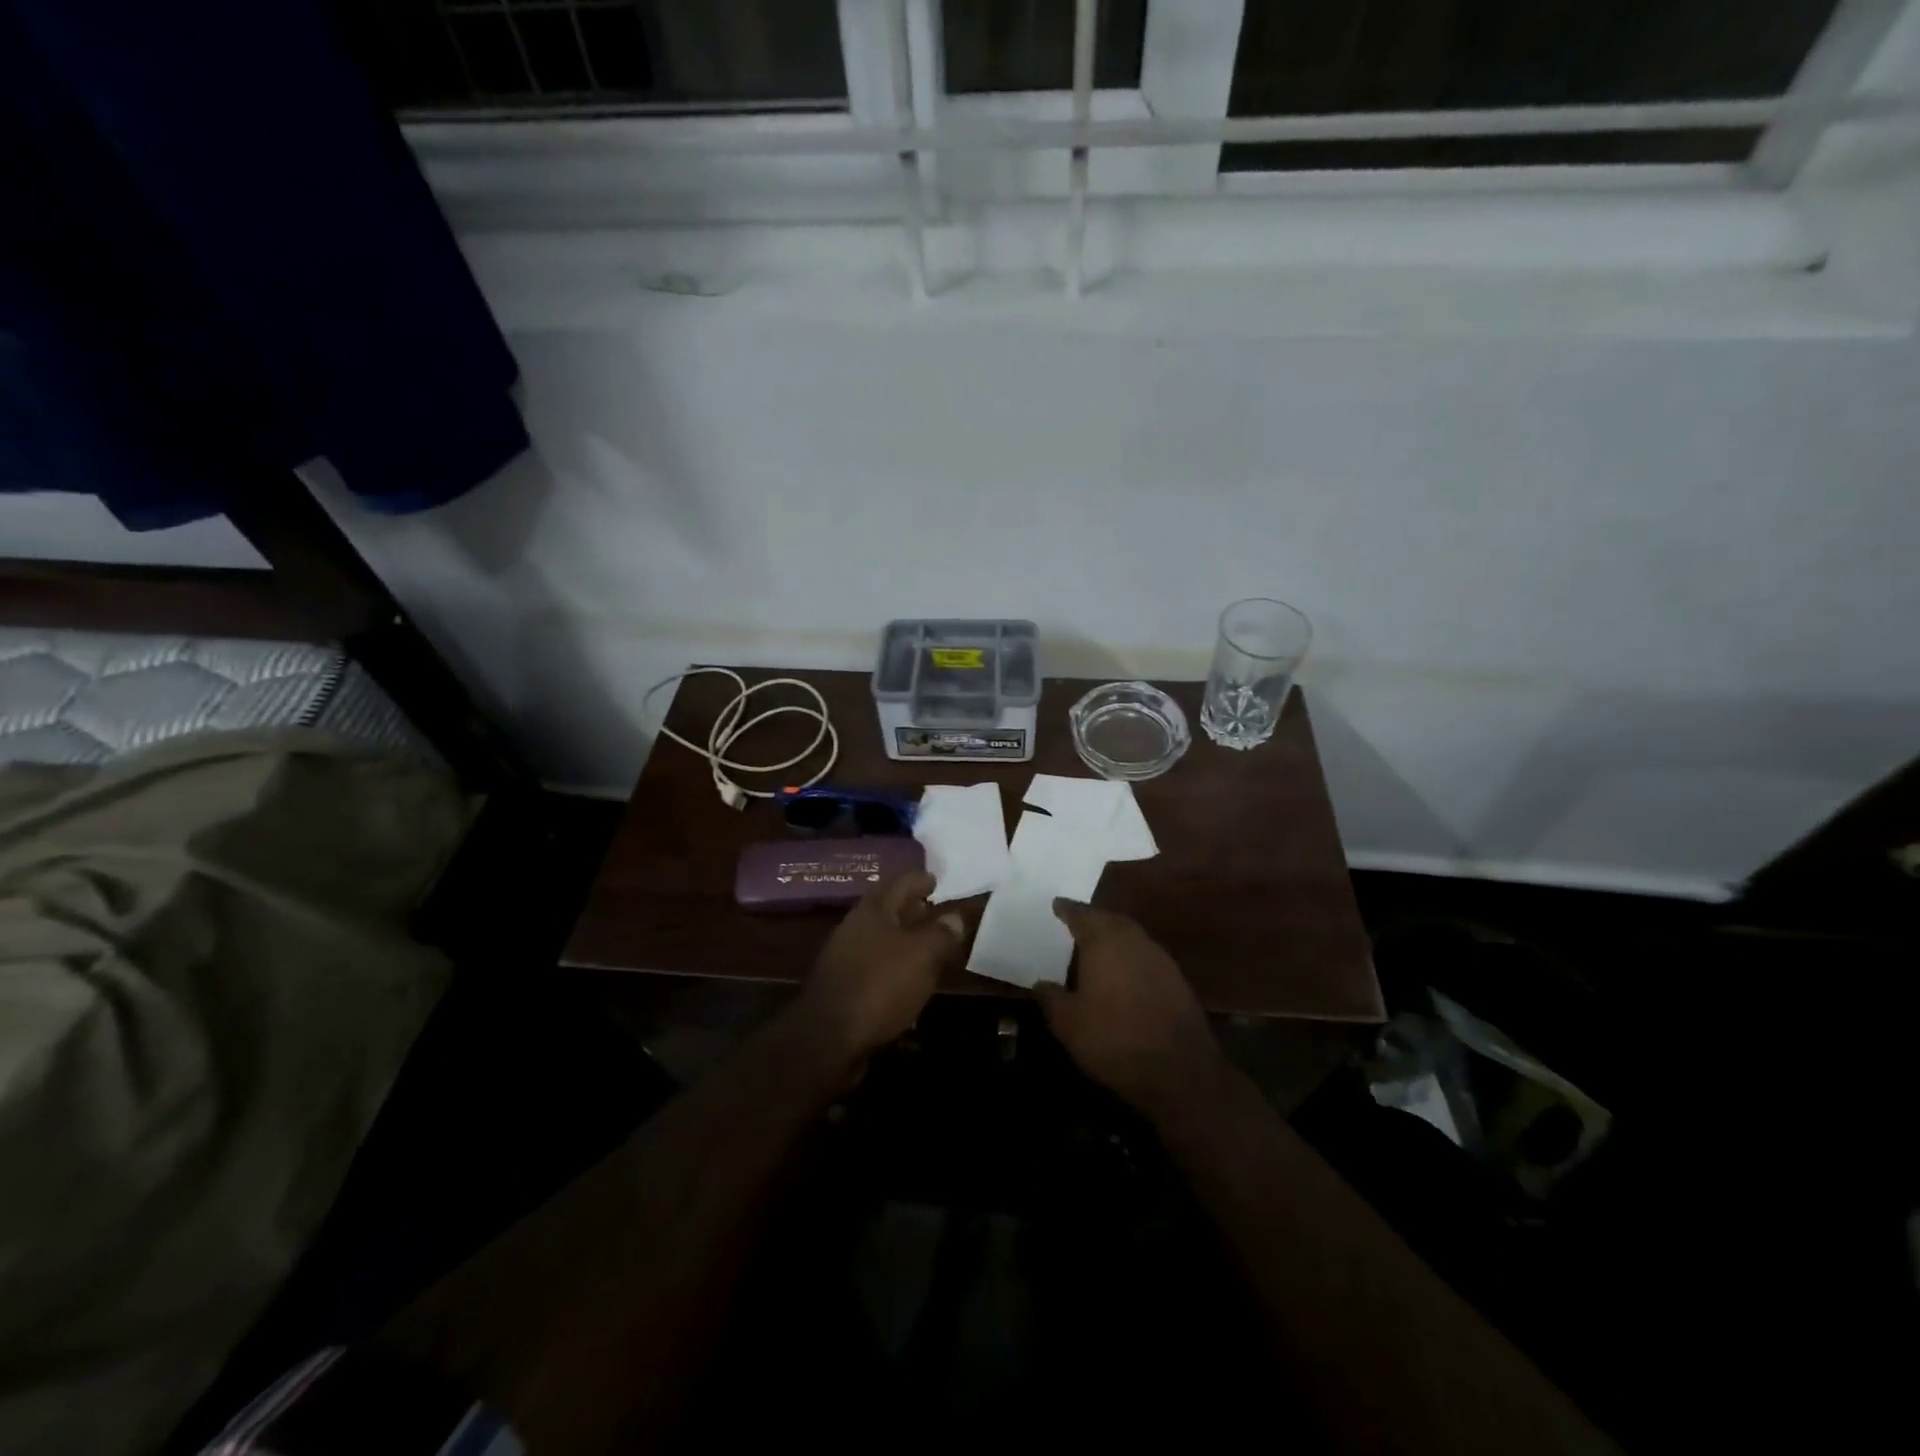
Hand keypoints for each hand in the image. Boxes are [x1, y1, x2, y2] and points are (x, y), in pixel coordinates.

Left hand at [798, 871, 964, 1062]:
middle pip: (890, 910)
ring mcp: (846, 958)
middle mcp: (856, 927)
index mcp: (874, 909)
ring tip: (930, 950)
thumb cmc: (880, 985)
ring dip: (906, 942)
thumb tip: (955, 917)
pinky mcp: (844, 988)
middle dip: (914, 911)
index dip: (921, 879)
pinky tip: (910, 983)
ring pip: (883, 940)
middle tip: (938, 915)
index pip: (902, 881)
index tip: (936, 880)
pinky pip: (876, 968)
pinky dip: (895, 969)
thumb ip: (942, 933)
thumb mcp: (922, 955)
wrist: (828, 1039)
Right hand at [1036, 900, 1226, 1121]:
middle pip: (1111, 920)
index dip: (1067, 909)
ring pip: (1132, 937)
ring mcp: (1160, 959)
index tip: (1057, 904)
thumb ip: (1051, 998)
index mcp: (1104, 941)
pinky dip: (1132, 958)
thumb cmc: (1114, 1039)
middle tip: (1078, 922)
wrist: (1179, 1071)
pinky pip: (1147, 957)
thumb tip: (1041, 983)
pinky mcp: (1178, 981)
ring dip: (1115, 937)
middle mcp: (1134, 940)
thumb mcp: (1068, 1024)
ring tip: (1098, 947)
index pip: (1082, 915)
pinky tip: (1124, 974)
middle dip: (1094, 919)